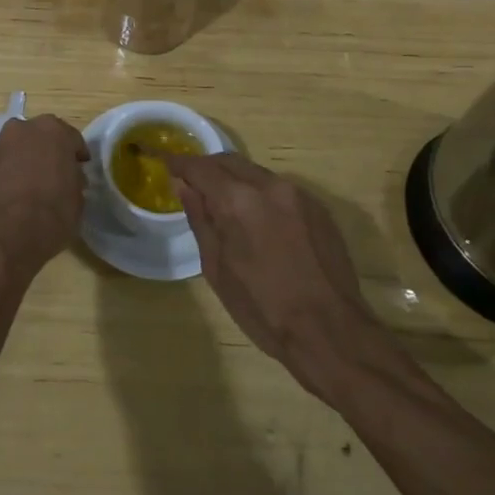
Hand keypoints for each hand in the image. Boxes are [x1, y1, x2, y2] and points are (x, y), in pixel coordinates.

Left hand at [0, 115, 89, 276]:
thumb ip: (73, 178)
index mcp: (52, 130)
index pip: (71, 138)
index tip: (80, 169)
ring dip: (24, 163)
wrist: (8, 234)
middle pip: (39, 138)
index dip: (76, 155)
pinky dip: (7, 178)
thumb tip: (67, 178)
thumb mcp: (78, 196)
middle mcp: (22, 130)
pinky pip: (0, 169)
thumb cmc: (53, 211)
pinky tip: (13, 199)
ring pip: (16, 151)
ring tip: (31, 188)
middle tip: (55, 175)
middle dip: (47, 152)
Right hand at [161, 152, 379, 396]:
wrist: (331, 332)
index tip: (162, 162)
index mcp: (238, 200)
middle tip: (191, 185)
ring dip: (235, 181)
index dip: (178, 163)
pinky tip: (259, 223)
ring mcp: (298, 194)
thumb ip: (200, 219)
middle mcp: (269, 186)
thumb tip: (182, 185)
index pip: (200, 167)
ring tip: (224, 207)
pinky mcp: (318, 207)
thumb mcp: (217, 268)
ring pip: (255, 173)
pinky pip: (279, 189)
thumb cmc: (264, 309)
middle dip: (206, 169)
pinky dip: (260, 194)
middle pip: (229, 161)